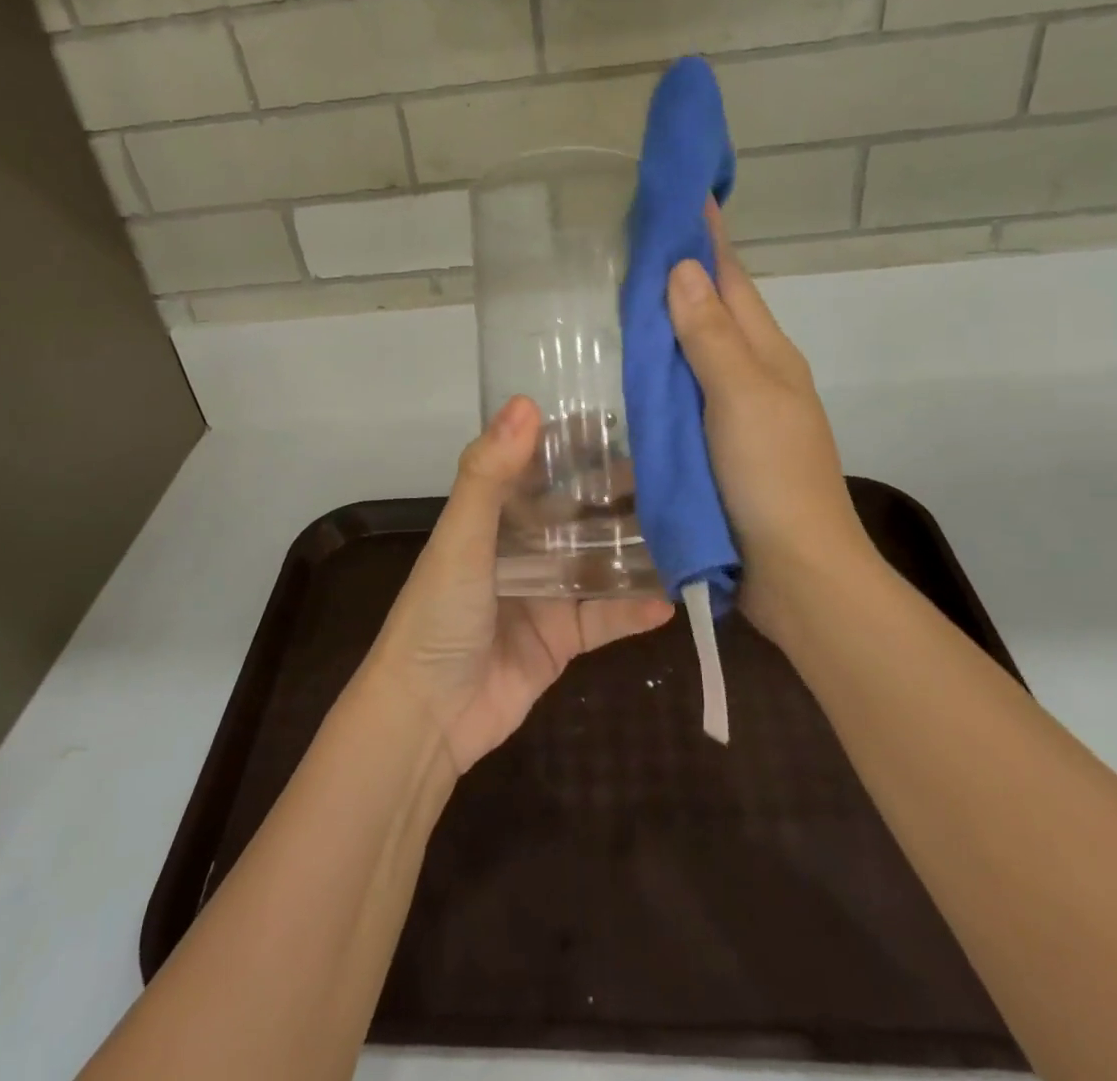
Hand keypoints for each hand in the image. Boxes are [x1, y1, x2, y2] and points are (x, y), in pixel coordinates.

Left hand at [367, 396, 673, 773]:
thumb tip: (526, 402)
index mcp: (493, 515)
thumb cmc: (438, 614)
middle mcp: (522, 547)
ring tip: (689, 527)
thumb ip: (490, 474)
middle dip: (619, 493)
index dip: (575, 443)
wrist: (427, 716)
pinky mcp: (562, 639)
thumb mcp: (461, 538)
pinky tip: (673, 599)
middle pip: (578, 511)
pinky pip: (606, 618)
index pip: (539, 465)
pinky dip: (635, 609)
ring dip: (637, 548)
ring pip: (599, 561)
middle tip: (676, 472)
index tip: (624, 418)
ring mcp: (545, 593)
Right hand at [665, 205, 879, 648]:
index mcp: (767, 354)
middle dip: (683, 273)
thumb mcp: (741, 398)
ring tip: (624, 298)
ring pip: (698, 354)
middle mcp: (755, 375)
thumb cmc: (772, 477)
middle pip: (715, 311)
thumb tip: (683, 269)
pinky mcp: (719, 449)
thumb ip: (710, 336)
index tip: (683, 195)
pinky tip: (634, 375)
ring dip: (670, 323)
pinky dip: (663, 376)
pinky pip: (685, 397)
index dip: (707, 238)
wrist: (796, 572)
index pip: (731, 279)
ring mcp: (738, 414)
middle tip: (635, 242)